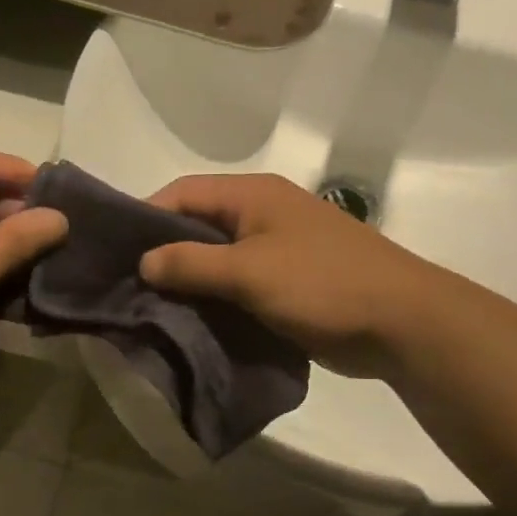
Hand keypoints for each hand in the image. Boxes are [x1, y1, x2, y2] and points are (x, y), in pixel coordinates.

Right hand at [140, 174, 430, 377]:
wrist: (402, 323)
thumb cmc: (322, 284)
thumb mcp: (249, 272)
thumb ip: (191, 264)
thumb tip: (144, 262)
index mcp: (253, 196)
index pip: (182, 192)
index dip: (145, 217)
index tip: (114, 252)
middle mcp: (261, 214)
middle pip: (197, 225)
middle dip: (163, 254)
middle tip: (127, 286)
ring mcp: (276, 249)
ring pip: (216, 259)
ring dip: (188, 281)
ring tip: (151, 308)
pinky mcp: (286, 283)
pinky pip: (237, 284)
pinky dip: (214, 299)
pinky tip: (190, 322)